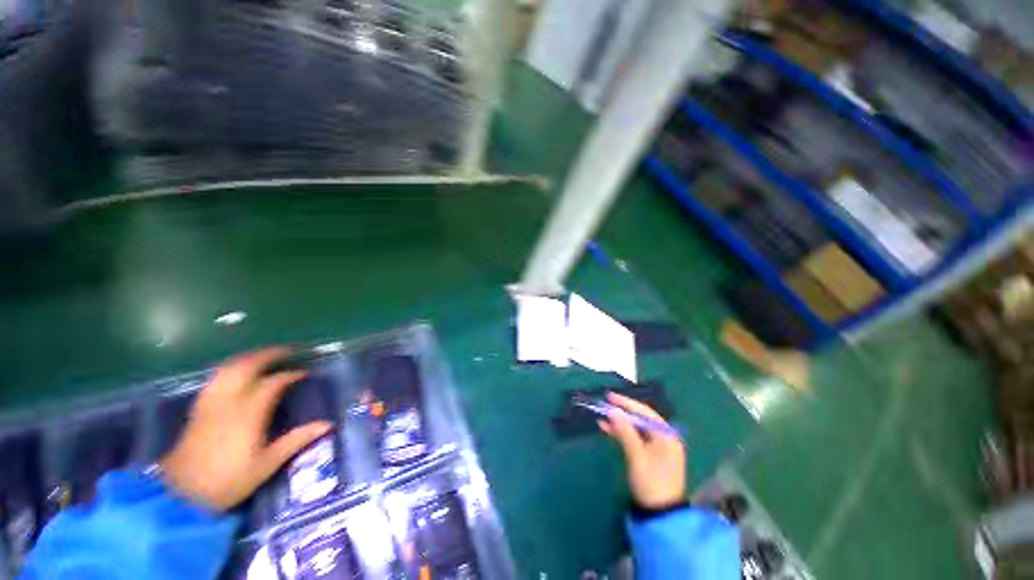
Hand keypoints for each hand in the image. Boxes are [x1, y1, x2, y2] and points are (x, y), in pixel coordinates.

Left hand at [160, 347, 331, 510]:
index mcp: (248, 414)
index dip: (291, 375)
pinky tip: (237, 373)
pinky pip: (216, 378)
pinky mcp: (198, 409)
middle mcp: (228, 402)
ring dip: (249, 358)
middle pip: (247, 366)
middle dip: (269, 355)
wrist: (180, 497)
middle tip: (288, 351)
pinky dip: (231, 368)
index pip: (273, 383)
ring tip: (265, 357)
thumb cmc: (228, 482)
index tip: (305, 374)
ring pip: (228, 369)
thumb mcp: (266, 465)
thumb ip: (296, 441)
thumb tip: (328, 424)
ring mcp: (210, 404)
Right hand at [598, 393, 686, 509]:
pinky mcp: (650, 455)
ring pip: (636, 428)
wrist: (660, 514)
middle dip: (621, 412)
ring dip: (620, 423)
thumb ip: (625, 431)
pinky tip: (607, 429)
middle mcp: (664, 437)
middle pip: (640, 419)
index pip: (644, 412)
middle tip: (604, 404)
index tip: (610, 396)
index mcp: (666, 435)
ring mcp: (657, 447)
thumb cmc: (651, 481)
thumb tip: (613, 410)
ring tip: (602, 417)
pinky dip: (622, 433)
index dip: (626, 403)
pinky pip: (635, 438)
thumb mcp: (637, 456)